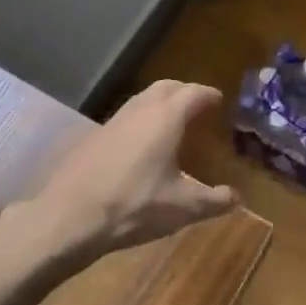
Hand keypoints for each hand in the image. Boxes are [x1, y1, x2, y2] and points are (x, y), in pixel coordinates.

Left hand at [34, 80, 237, 260]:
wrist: (69, 217)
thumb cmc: (134, 206)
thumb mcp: (181, 208)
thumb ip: (213, 201)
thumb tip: (236, 198)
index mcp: (165, 118)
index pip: (193, 93)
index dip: (208, 94)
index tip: (219, 100)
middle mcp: (140, 110)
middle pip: (166, 87)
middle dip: (184, 91)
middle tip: (198, 105)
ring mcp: (113, 121)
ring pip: (142, 99)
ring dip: (160, 103)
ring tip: (173, 122)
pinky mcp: (93, 137)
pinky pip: (126, 117)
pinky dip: (141, 119)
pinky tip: (142, 144)